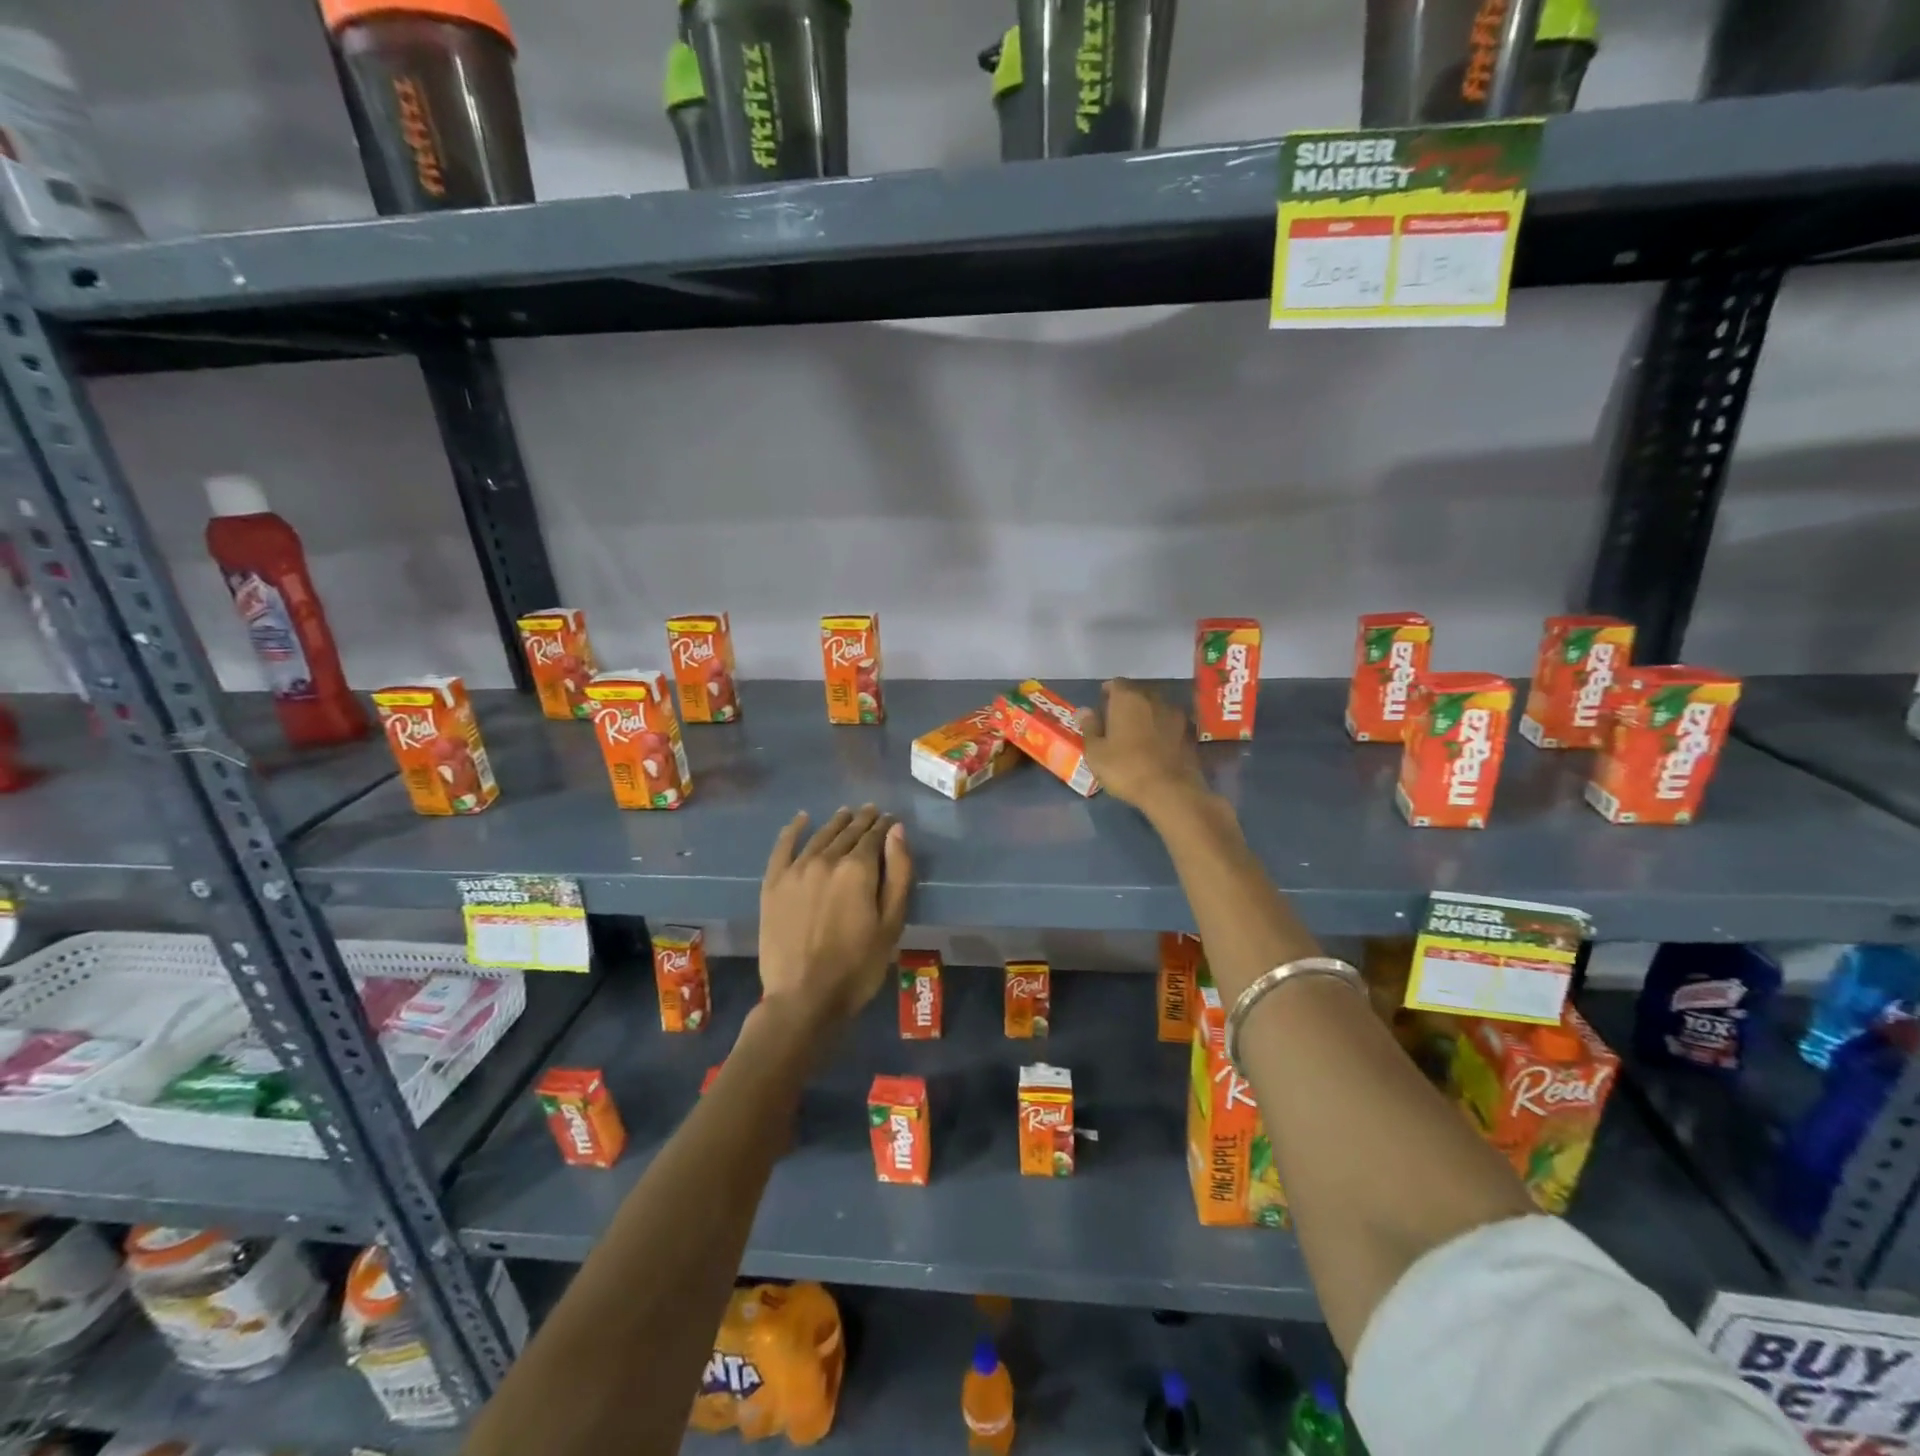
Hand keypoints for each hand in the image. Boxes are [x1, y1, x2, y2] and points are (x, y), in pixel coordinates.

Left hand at [759, 805, 912, 1026]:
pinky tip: (801, 819)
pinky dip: (793, 830)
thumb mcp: (892, 923)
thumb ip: (898, 873)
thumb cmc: (858, 966)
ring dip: (835, 823)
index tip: (889, 819)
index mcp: (858, 869)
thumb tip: (896, 831)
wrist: (803, 998)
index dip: (884, 826)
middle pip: (847, 833)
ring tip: (845, 814)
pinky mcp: (772, 884)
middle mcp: (826, 859)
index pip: (874, 837)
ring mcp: (795, 870)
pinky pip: (783, 847)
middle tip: (870, 811)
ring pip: (820, 836)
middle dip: (861, 821)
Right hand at [1080, 678, 1209, 819]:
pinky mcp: (1190, 732)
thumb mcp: (1096, 752)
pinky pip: (1170, 723)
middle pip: (1138, 693)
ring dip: (1146, 715)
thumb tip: (1084, 711)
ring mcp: (1176, 714)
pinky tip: (1156, 745)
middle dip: (1127, 703)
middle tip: (1117, 722)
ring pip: (1156, 707)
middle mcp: (1153, 698)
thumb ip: (1090, 727)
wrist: (1171, 790)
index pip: (1116, 683)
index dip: (1107, 693)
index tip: (1101, 707)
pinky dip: (1162, 728)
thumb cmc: (1125, 768)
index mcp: (1127, 698)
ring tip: (1137, 734)